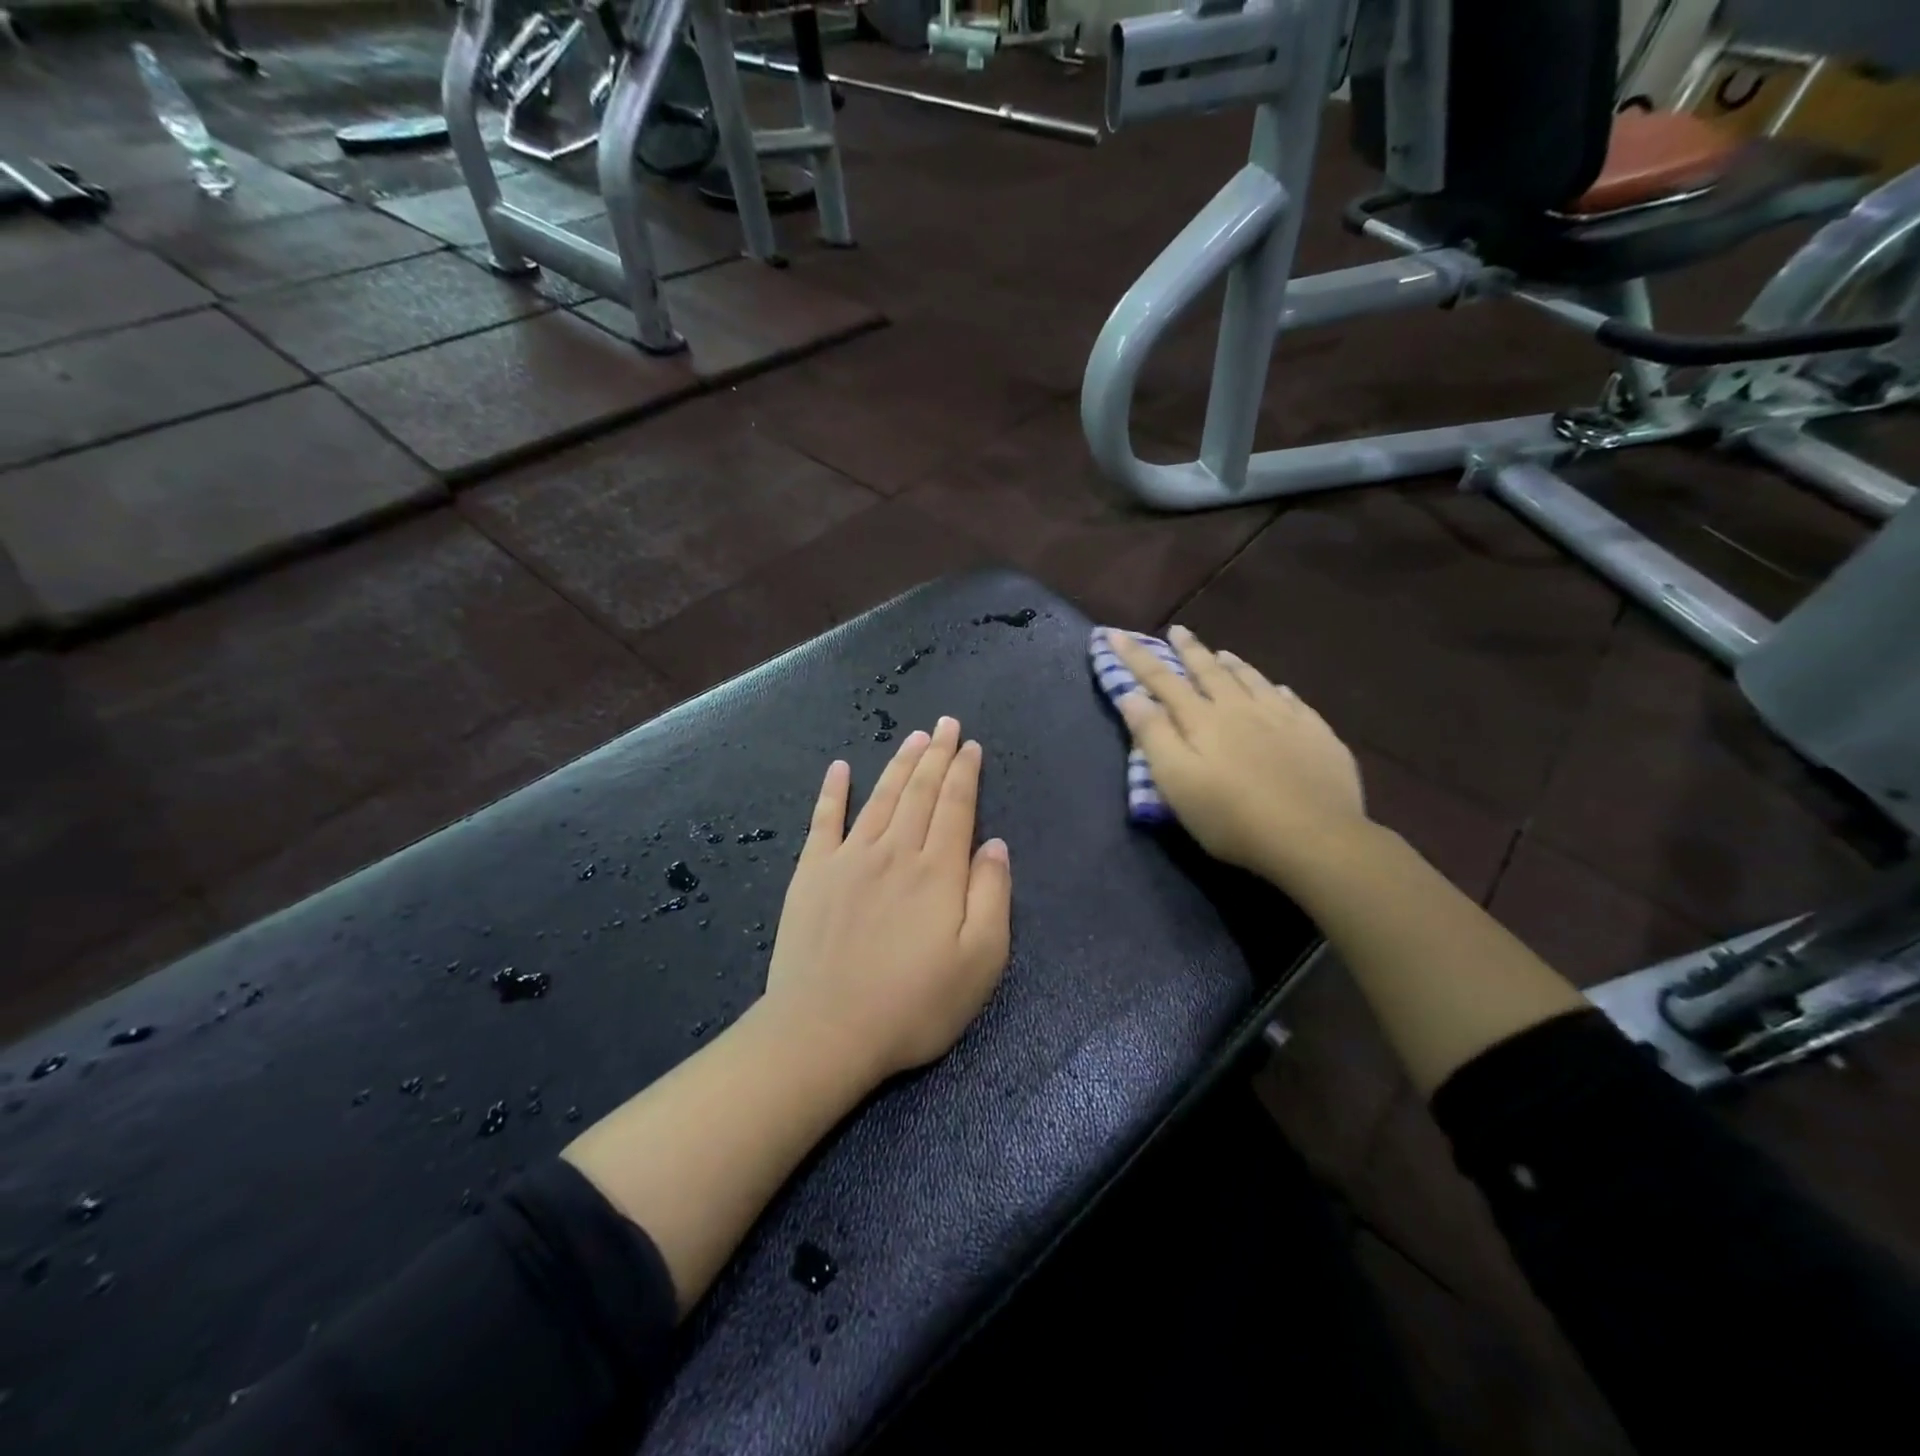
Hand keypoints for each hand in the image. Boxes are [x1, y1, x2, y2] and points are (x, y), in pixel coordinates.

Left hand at [764, 717, 1012, 1079]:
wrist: (825, 1031)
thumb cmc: (912, 1004)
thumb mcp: (980, 962)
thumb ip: (992, 896)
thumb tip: (995, 845)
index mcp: (937, 871)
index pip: (956, 806)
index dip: (965, 772)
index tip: (970, 745)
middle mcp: (894, 851)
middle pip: (920, 791)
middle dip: (936, 754)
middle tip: (945, 724)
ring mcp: (848, 858)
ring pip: (881, 797)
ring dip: (899, 764)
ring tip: (913, 737)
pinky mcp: (812, 874)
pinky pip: (824, 820)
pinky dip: (833, 792)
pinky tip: (839, 769)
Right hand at [1106, 626, 1366, 878]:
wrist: (1314, 836)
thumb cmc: (1232, 816)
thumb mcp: (1177, 781)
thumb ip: (1153, 736)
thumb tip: (1131, 696)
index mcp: (1203, 720)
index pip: (1161, 680)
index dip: (1137, 656)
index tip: (1115, 634)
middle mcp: (1241, 708)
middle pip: (1210, 671)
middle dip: (1189, 650)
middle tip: (1177, 630)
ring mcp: (1283, 718)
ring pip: (1252, 679)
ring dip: (1232, 664)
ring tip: (1222, 652)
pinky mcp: (1316, 734)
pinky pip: (1292, 700)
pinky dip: (1276, 688)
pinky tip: (1279, 689)